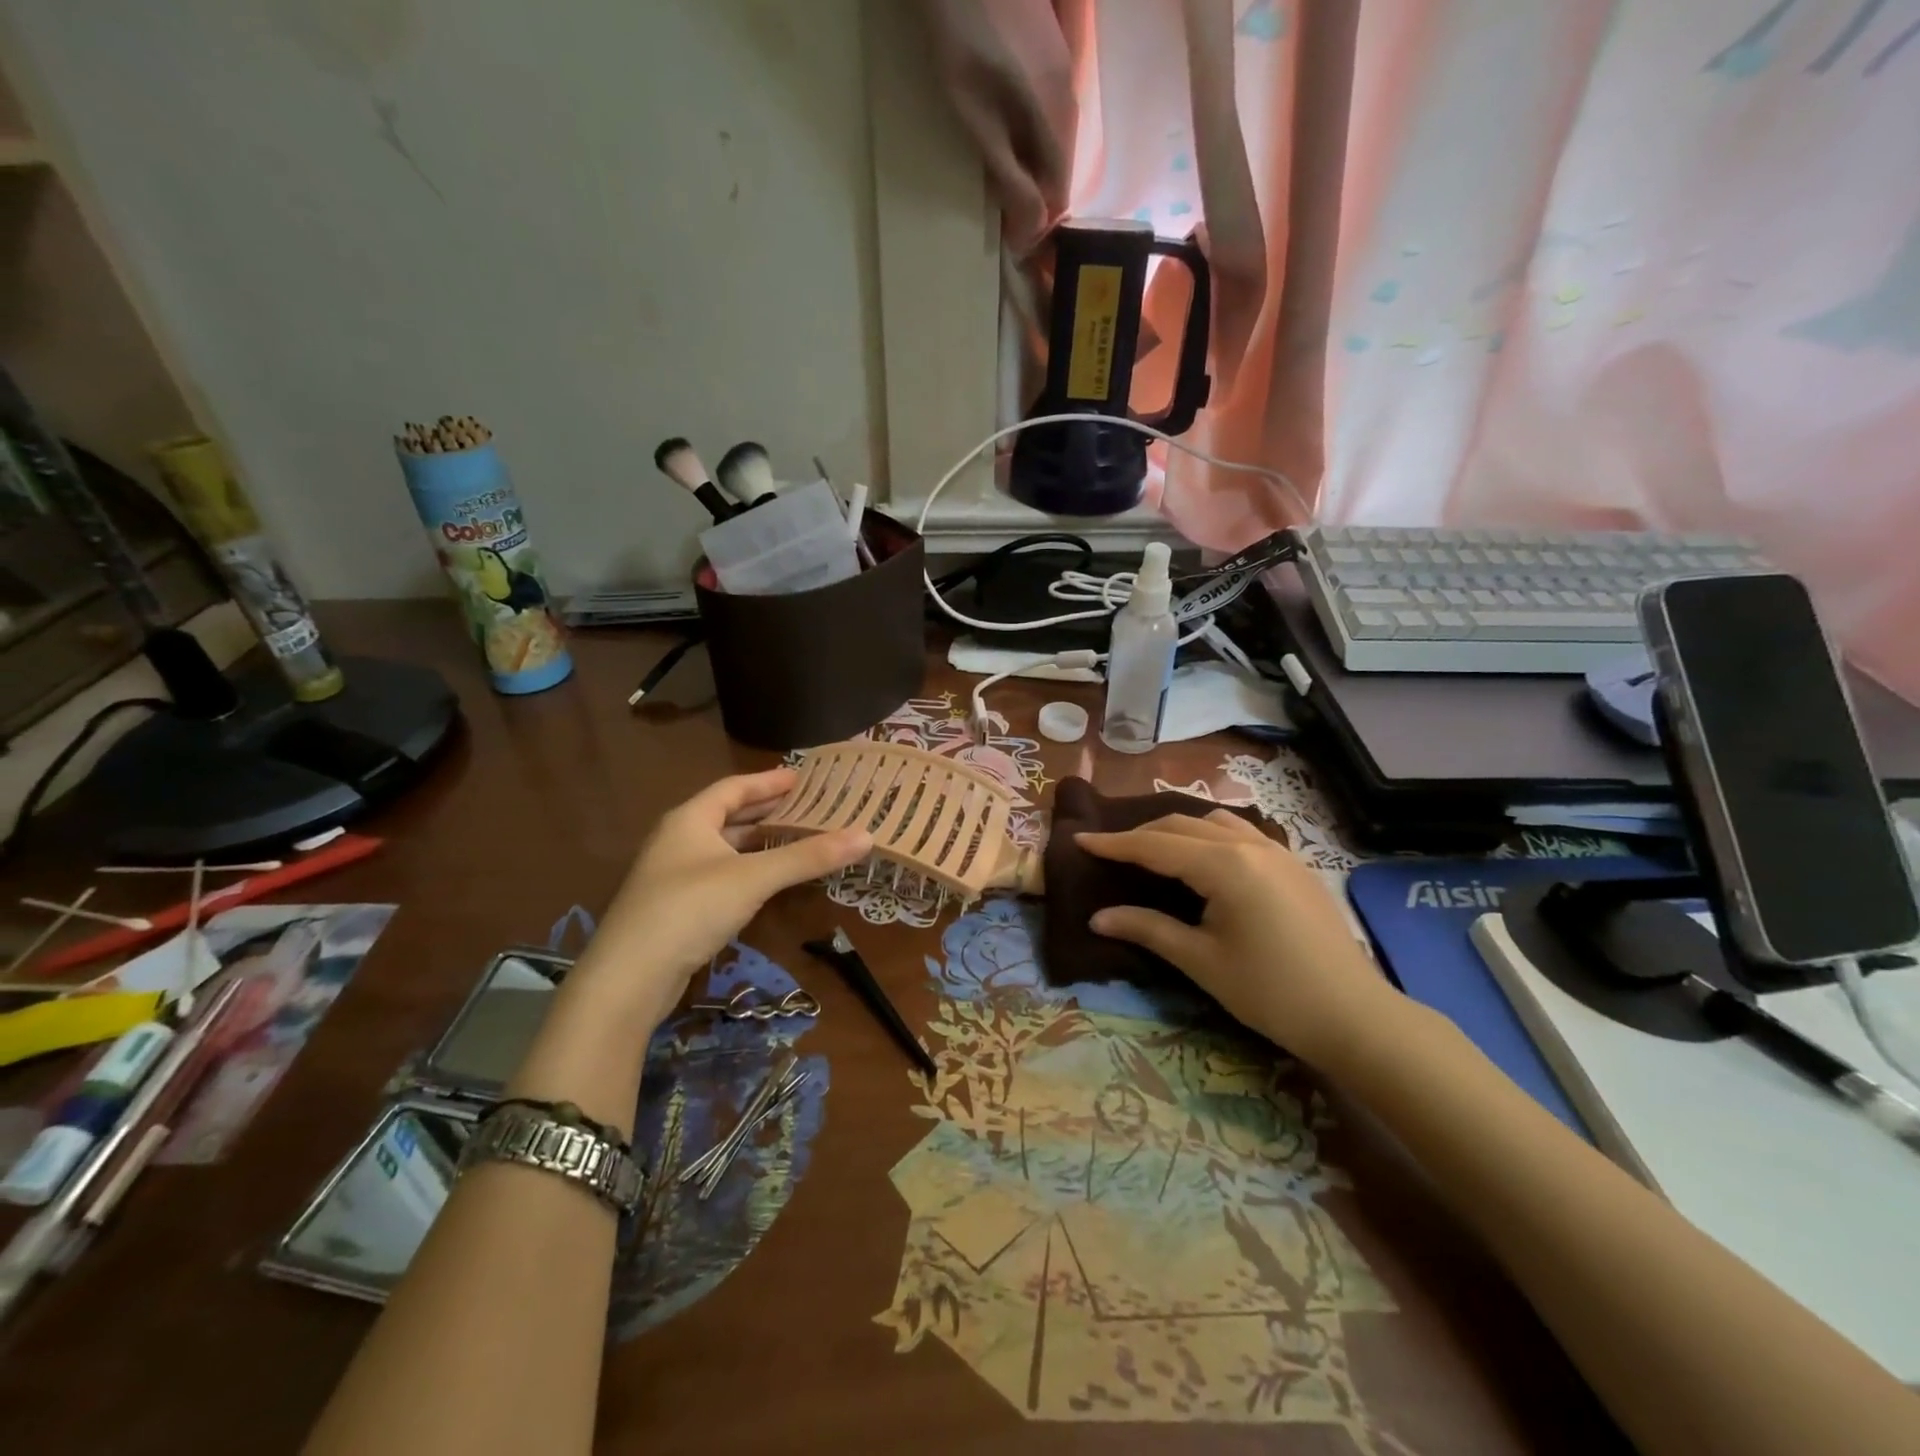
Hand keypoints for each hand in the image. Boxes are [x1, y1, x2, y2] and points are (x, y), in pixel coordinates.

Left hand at [578, 769, 870, 1028]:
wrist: (629, 978)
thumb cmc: (690, 909)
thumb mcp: (753, 878)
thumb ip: (807, 857)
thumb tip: (866, 835)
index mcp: (690, 820)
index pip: (734, 788)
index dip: (768, 781)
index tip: (801, 778)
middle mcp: (678, 840)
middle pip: (728, 816)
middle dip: (767, 810)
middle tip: (806, 806)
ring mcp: (674, 875)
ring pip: (725, 848)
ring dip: (758, 842)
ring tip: (796, 838)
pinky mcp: (677, 908)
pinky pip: (721, 875)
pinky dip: (748, 870)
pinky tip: (768, 881)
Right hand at [1076, 810, 1396, 1070]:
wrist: (1353, 1015)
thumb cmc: (1271, 992)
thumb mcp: (1201, 960)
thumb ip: (1147, 929)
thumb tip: (1097, 918)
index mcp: (1224, 865)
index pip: (1155, 845)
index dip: (1115, 844)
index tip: (1080, 841)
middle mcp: (1250, 845)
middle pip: (1182, 825)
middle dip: (1142, 834)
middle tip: (1110, 851)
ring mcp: (1277, 850)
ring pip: (1214, 822)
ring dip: (1177, 829)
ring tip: (1152, 849)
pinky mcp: (1293, 864)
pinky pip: (1240, 832)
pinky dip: (1209, 835)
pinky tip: (1203, 857)